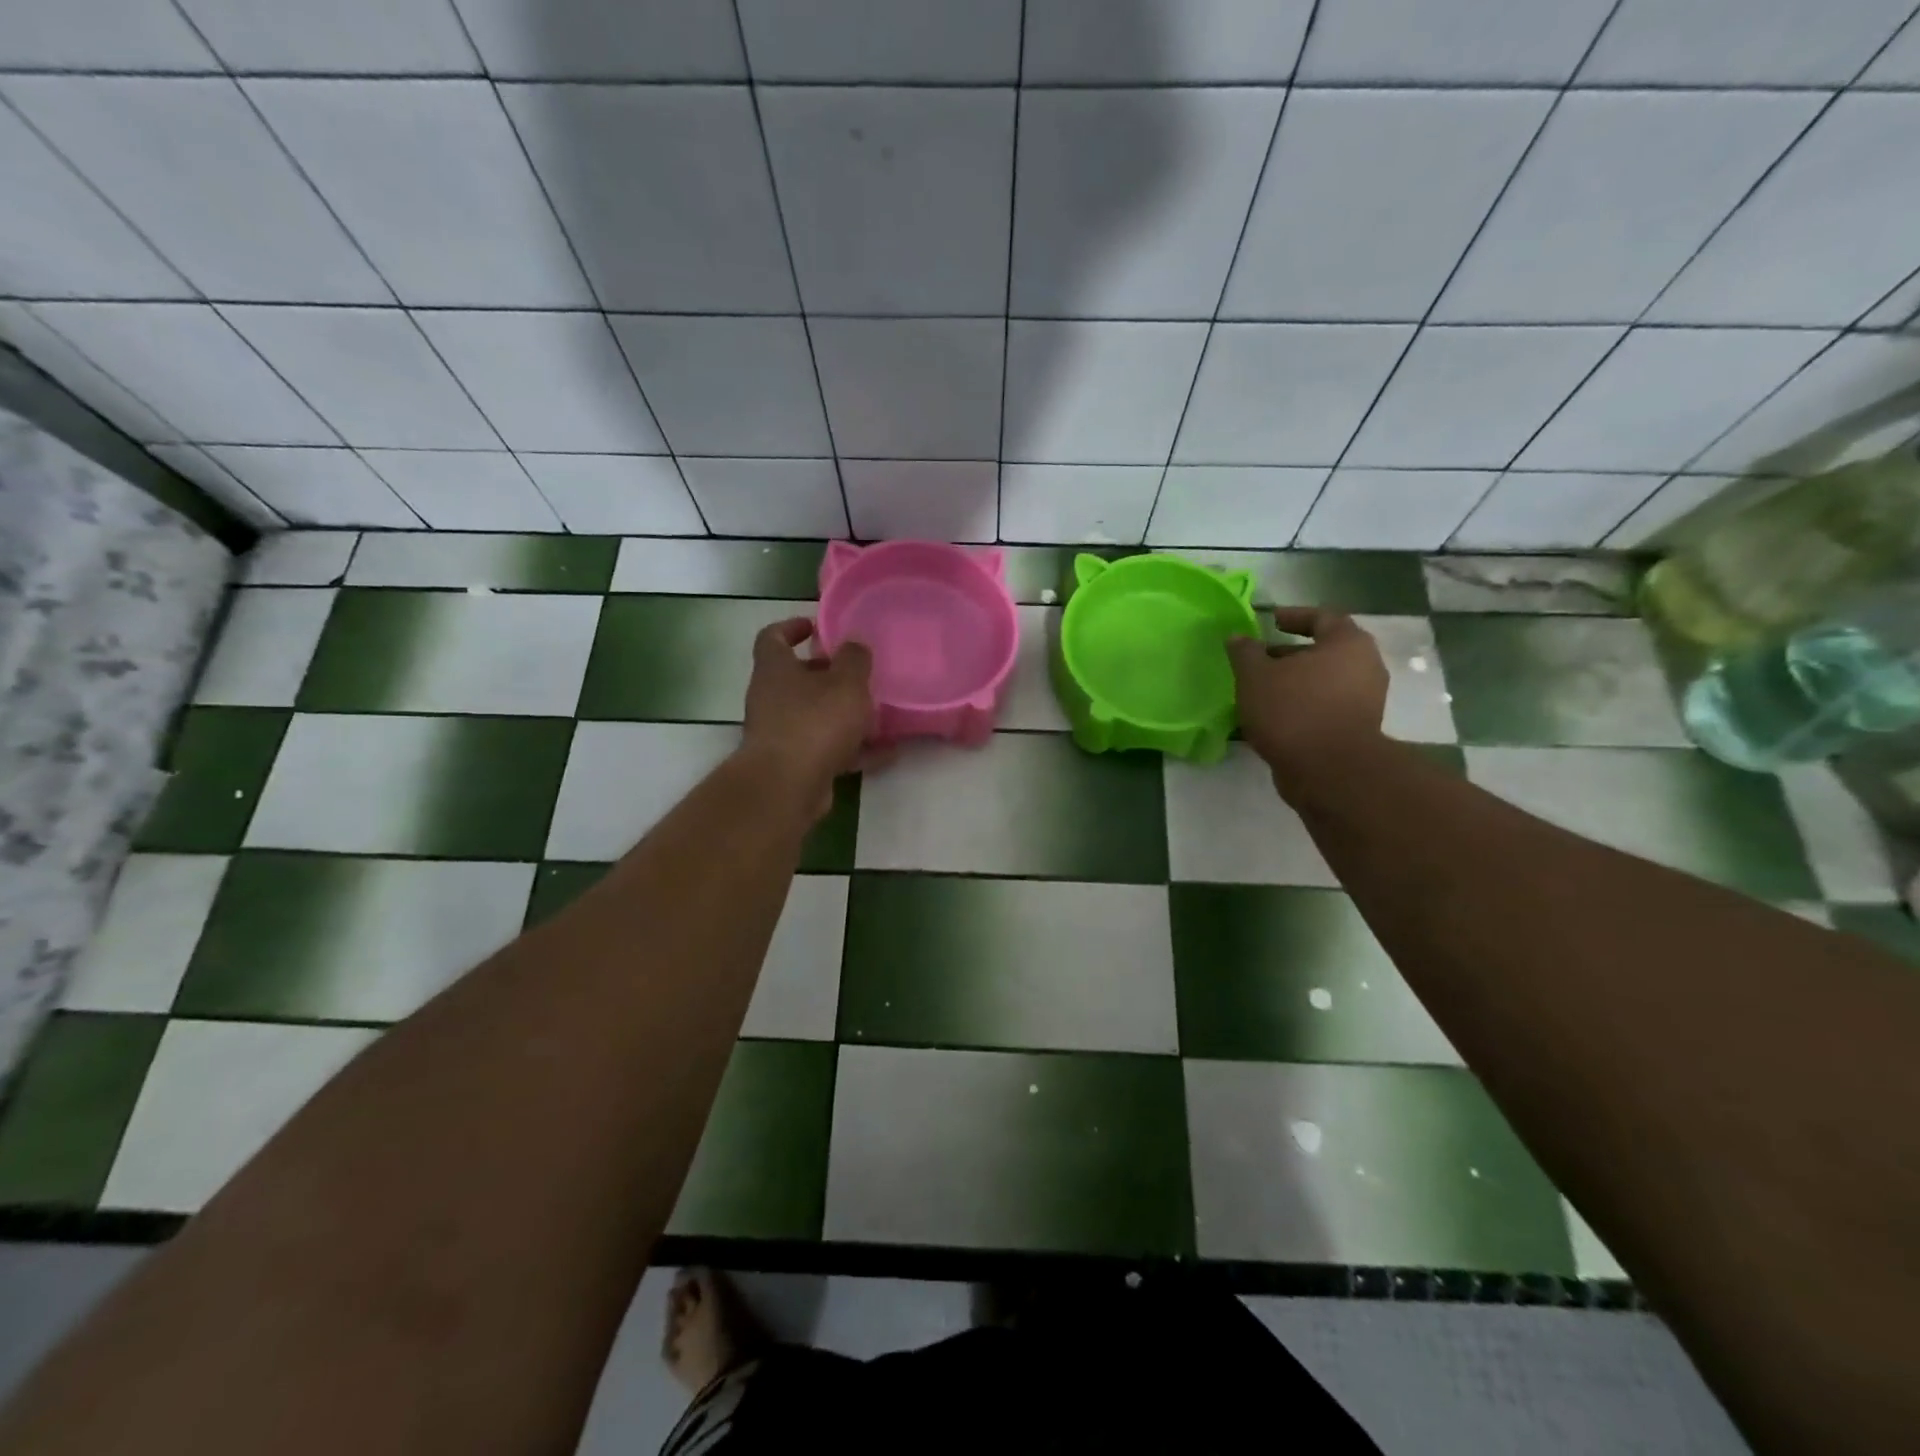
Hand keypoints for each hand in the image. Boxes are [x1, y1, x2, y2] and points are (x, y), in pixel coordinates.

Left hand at [741, 618, 873, 818]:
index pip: (772, 637)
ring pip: (814, 716)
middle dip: (827, 676)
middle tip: (857, 674)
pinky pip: (827, 749)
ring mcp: (779, 734)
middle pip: (796, 679)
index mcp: (775, 669)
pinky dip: (854, 749)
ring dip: (843, 715)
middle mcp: (770, 698)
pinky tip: (887, 753)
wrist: (787, 786)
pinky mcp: (793, 764)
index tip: (815, 627)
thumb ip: (854, 659)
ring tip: (879, 715)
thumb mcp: (846, 683)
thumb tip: (854, 644)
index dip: (791, 628)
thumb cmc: (815, 722)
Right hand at [1227, 607, 1388, 792]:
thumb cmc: (1293, 710)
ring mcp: (1365, 701)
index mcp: (1348, 643)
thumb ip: (1245, 653)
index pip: (1322, 617)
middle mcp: (1365, 667)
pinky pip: (1324, 707)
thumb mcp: (1256, 676)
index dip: (1294, 616)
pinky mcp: (1356, 730)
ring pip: (1323, 682)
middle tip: (1258, 660)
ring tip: (1259, 691)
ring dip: (1293, 683)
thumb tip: (1238, 637)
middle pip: (1324, 651)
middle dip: (1288, 654)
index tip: (1270, 620)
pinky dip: (1301, 706)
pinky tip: (1273, 716)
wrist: (1329, 771)